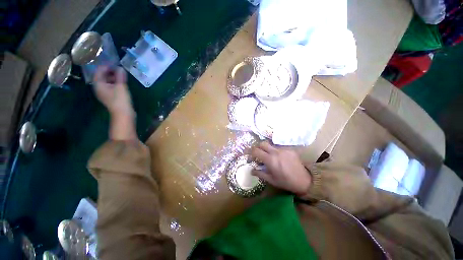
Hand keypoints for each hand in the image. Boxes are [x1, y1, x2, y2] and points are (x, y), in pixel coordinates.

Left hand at [93, 66, 135, 140]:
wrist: (124, 114)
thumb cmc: (120, 100)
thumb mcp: (121, 86)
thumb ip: (120, 76)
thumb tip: (120, 68)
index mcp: (98, 84)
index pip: (99, 71)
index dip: (106, 66)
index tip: (114, 62)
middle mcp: (99, 88)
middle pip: (102, 76)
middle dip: (109, 71)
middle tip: (118, 67)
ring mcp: (105, 93)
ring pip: (107, 81)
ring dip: (113, 77)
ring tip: (121, 74)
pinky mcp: (111, 97)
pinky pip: (111, 86)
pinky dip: (115, 82)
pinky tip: (122, 82)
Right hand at [251, 141, 311, 195]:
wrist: (304, 181)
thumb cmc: (285, 182)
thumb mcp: (271, 180)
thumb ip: (260, 174)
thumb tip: (251, 170)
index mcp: (270, 160)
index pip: (256, 151)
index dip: (250, 152)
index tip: (250, 156)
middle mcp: (276, 152)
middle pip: (262, 143)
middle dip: (258, 147)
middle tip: (259, 154)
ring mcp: (283, 150)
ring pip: (271, 145)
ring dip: (267, 149)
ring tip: (269, 157)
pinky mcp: (289, 149)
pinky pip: (279, 148)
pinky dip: (275, 151)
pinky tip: (279, 158)